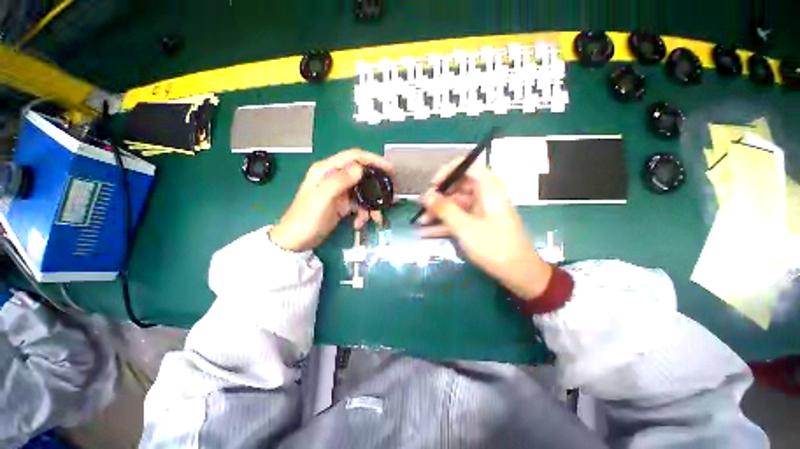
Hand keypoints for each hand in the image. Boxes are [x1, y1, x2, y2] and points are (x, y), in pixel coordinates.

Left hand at [270, 149, 393, 251]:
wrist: (296, 241)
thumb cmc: (306, 219)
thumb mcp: (322, 199)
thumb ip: (339, 181)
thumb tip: (360, 168)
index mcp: (326, 170)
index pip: (353, 157)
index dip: (373, 160)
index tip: (390, 169)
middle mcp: (333, 177)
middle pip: (361, 174)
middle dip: (376, 186)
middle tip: (389, 195)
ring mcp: (339, 191)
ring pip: (363, 192)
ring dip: (370, 205)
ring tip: (375, 219)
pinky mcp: (342, 203)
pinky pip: (359, 204)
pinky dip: (362, 213)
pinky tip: (359, 224)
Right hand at [417, 159, 552, 298]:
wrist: (519, 274)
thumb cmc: (494, 247)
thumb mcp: (466, 228)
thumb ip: (444, 209)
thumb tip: (426, 194)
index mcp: (489, 189)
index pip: (468, 166)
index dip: (448, 171)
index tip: (433, 185)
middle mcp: (485, 196)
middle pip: (458, 186)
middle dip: (439, 197)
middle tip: (422, 208)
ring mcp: (481, 210)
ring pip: (456, 204)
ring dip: (438, 213)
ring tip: (421, 223)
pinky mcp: (478, 223)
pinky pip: (459, 217)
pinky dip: (445, 223)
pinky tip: (428, 232)